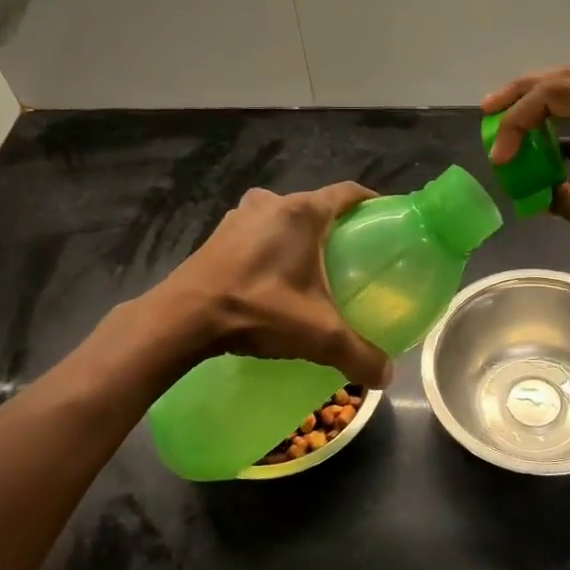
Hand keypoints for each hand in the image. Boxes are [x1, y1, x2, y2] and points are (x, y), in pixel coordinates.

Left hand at [150, 183, 393, 387]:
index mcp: (302, 212)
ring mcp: (240, 217)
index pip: (348, 193)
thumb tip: (387, 377)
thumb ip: (358, 354)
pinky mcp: (218, 235)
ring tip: (315, 269)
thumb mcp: (318, 335)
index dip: (371, 203)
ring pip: (283, 220)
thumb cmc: (258, 309)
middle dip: (336, 227)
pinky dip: (273, 248)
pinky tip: (276, 279)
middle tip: (353, 256)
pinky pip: (258, 233)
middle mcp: (272, 203)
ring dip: (300, 238)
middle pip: (315, 207)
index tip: (386, 221)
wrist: (182, 318)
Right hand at [484, 66, 569, 270]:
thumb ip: (566, 200)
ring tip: (511, 126)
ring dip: (547, 109)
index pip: (556, 94)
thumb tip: (537, 195)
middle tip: (488, 112)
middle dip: (523, 95)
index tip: (500, 158)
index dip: (517, 122)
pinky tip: (552, 150)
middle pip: (568, 78)